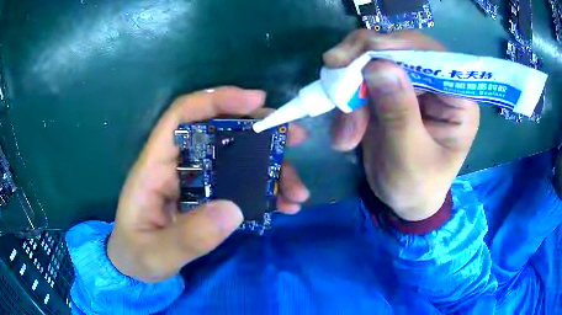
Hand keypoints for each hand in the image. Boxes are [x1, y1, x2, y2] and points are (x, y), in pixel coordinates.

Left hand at [108, 87, 308, 282]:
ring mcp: (195, 181)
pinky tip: (285, 205)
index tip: (256, 101)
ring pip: (237, 158)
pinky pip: (241, 184)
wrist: (135, 267)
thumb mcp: (156, 254)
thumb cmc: (136, 256)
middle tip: (295, 137)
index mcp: (154, 167)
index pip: (181, 116)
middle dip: (259, 129)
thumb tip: (232, 210)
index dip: (216, 100)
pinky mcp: (208, 196)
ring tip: (298, 191)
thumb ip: (187, 238)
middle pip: (218, 131)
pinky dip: (266, 191)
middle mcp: (177, 165)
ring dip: (270, 168)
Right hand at [325, 30, 479, 220]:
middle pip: (399, 49)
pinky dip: (346, 100)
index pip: (432, 55)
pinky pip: (362, 79)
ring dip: (350, 89)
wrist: (404, 201)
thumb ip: (399, 113)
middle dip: (363, 62)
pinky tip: (344, 134)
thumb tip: (378, 66)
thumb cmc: (417, 187)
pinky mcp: (389, 91)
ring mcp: (411, 84)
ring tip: (345, 135)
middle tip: (333, 71)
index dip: (397, 45)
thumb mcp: (410, 158)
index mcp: (458, 99)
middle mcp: (436, 83)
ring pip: (374, 61)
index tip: (359, 51)